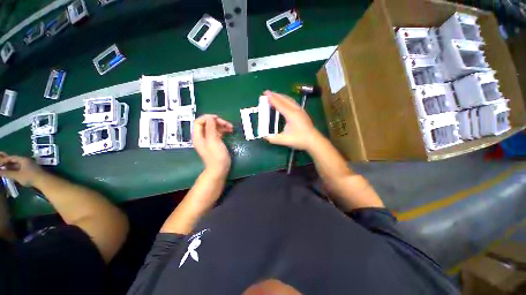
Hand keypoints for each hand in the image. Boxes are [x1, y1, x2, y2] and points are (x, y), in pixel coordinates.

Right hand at [0, 153, 44, 186]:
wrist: (43, 181)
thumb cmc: (29, 177)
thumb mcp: (16, 175)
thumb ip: (7, 173)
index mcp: (23, 159)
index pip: (12, 157)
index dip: (5, 160)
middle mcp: (26, 161)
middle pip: (15, 161)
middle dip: (7, 164)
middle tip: (1, 167)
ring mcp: (29, 166)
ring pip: (17, 166)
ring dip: (10, 168)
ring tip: (4, 171)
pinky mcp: (31, 171)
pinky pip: (20, 169)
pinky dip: (15, 171)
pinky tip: (11, 174)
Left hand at [192, 115, 232, 176]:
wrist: (219, 169)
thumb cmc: (216, 156)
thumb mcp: (213, 141)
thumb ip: (211, 128)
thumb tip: (210, 117)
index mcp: (198, 136)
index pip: (198, 122)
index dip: (207, 118)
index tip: (218, 119)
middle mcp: (202, 137)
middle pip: (207, 124)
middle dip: (217, 122)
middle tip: (227, 124)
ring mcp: (209, 139)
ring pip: (214, 128)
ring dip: (222, 126)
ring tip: (231, 128)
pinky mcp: (215, 142)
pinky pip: (218, 133)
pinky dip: (223, 130)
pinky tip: (230, 131)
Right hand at [263, 90, 319, 150]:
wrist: (314, 140)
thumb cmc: (300, 139)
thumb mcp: (285, 140)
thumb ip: (274, 139)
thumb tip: (265, 136)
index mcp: (291, 115)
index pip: (280, 104)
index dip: (272, 98)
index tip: (265, 93)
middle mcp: (296, 110)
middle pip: (284, 99)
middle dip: (275, 95)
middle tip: (267, 92)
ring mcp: (300, 110)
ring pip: (289, 99)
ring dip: (281, 96)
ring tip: (274, 95)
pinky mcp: (302, 112)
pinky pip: (292, 102)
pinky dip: (285, 99)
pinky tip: (284, 101)